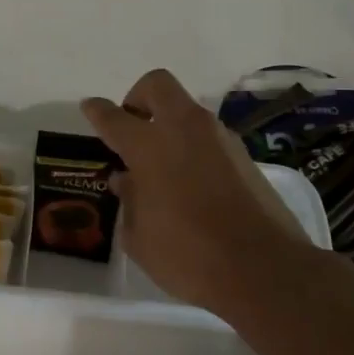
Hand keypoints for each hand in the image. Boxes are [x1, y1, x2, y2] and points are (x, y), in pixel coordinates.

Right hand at [82, 70, 314, 315]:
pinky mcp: (243, 156)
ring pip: (186, 110)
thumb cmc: (187, 255)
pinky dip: (192, 146)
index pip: (114, 117)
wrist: (263, 269)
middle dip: (138, 97)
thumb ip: (129, 200)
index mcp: (149, 146)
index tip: (90, 107)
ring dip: (168, 124)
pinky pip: (208, 136)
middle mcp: (184, 130)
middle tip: (132, 127)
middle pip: (157, 85)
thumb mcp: (139, 236)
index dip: (97, 111)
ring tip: (160, 164)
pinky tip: (188, 181)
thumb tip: (127, 179)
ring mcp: (219, 139)